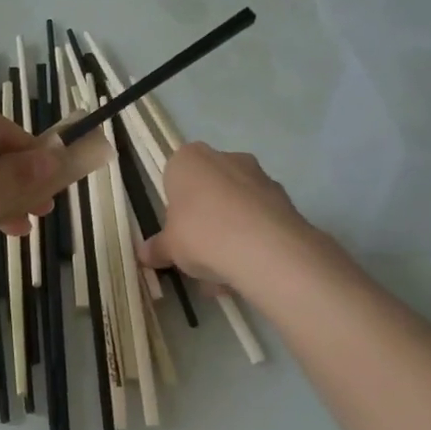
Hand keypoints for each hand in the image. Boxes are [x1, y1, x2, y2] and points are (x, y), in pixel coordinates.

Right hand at [138, 143, 318, 290]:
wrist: (265, 249)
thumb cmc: (201, 235)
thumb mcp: (170, 247)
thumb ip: (158, 248)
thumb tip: (145, 254)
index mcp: (189, 159)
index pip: (175, 176)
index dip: (174, 207)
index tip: (176, 232)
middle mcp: (225, 158)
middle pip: (209, 189)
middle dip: (205, 219)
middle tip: (199, 252)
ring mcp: (259, 176)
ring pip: (237, 206)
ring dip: (231, 232)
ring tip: (225, 272)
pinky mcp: (285, 199)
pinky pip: (260, 220)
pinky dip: (254, 240)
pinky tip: (248, 269)